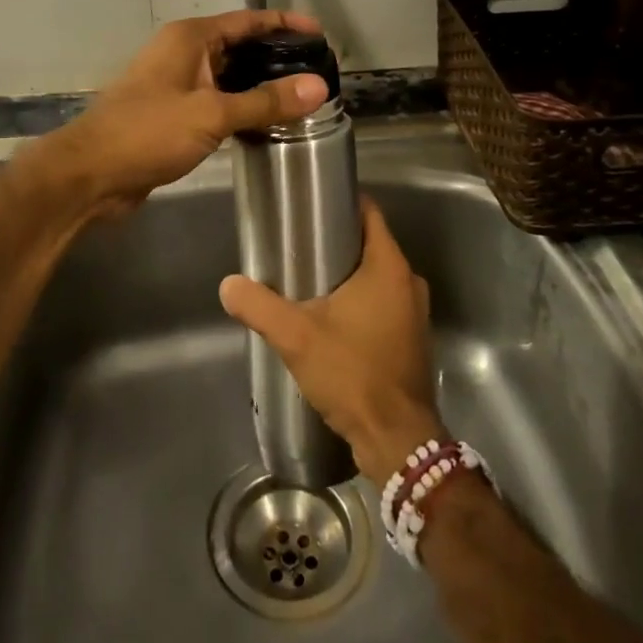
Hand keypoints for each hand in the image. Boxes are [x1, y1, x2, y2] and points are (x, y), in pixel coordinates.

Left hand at [34, 10, 330, 214]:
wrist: (91, 174)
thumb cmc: (148, 132)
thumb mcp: (211, 114)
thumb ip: (265, 101)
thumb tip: (318, 87)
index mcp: (190, 38)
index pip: (248, 21)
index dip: (285, 24)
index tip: (321, 35)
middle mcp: (184, 54)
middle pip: (241, 47)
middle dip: (277, 58)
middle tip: (318, 73)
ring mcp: (177, 84)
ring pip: (230, 78)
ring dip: (261, 87)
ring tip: (303, 100)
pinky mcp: (174, 114)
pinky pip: (218, 102)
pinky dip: (242, 109)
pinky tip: (268, 124)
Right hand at [219, 199, 446, 485]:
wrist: (396, 439)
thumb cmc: (352, 373)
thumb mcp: (297, 337)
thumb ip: (260, 306)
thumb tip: (227, 285)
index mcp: (389, 267)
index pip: (369, 214)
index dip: (342, 202)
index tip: (311, 204)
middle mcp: (409, 282)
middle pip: (371, 244)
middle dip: (337, 240)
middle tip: (298, 243)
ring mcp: (414, 312)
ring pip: (377, 277)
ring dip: (348, 274)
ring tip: (308, 278)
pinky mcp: (411, 338)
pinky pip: (384, 303)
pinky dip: (361, 301)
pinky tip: (331, 316)